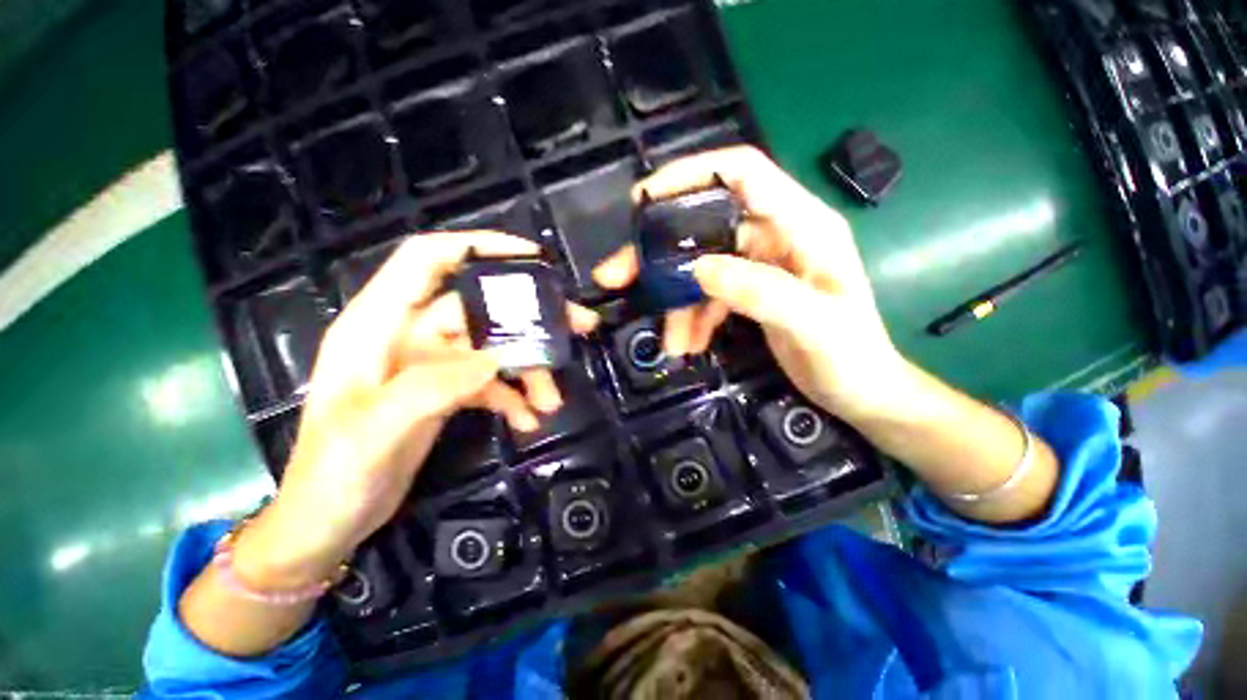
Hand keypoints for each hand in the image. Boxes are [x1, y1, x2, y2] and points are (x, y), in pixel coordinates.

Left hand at [239, 231, 598, 587]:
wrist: (328, 522)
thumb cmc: (333, 475)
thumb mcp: (374, 432)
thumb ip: (433, 388)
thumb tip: (496, 360)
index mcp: (378, 325)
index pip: (428, 260)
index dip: (478, 247)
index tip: (532, 257)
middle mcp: (407, 335)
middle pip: (479, 308)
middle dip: (528, 318)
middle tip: (576, 328)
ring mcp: (430, 364)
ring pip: (492, 348)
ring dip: (527, 369)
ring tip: (550, 400)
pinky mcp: (446, 391)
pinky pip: (490, 382)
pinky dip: (513, 396)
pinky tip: (528, 419)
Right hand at [593, 146, 906, 422]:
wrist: (861, 392)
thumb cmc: (851, 357)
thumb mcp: (814, 325)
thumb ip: (761, 291)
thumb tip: (699, 269)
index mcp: (802, 225)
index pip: (742, 173)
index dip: (692, 174)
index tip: (643, 199)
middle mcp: (777, 236)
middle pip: (705, 226)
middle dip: (660, 253)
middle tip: (618, 276)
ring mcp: (760, 265)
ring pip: (700, 267)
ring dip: (677, 302)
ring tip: (671, 340)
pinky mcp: (749, 292)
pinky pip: (708, 295)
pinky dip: (692, 317)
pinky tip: (688, 343)